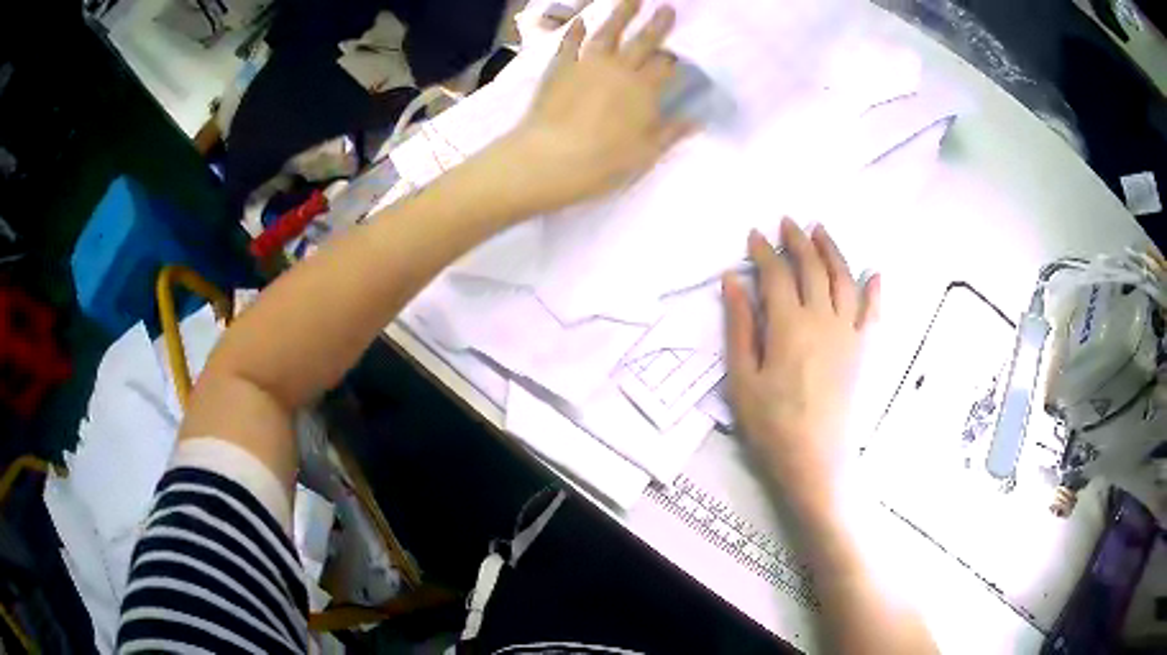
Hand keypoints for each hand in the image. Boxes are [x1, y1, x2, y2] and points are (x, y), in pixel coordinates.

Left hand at [504, 0, 692, 212]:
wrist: (549, 158)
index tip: (678, 57)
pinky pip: (571, 43)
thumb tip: (697, 121)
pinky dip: (576, 31)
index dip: (674, 60)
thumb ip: (671, 132)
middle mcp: (619, 69)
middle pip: (644, 41)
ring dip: (621, 14)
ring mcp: (588, 64)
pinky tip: (581, 21)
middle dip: (658, 24)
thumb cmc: (602, 161)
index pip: (665, 66)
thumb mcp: (645, 153)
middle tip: (668, 8)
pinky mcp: (561, 67)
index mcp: (644, 89)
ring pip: (609, 32)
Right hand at [723, 219, 879, 516]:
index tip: (754, 235)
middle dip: (798, 241)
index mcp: (789, 325)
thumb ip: (739, 325)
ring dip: (832, 251)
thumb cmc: (771, 422)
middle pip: (812, 268)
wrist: (814, 458)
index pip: (776, 275)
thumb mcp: (742, 377)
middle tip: (787, 222)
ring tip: (821, 231)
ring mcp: (848, 332)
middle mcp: (823, 318)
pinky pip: (874, 313)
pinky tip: (874, 274)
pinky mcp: (863, 350)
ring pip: (843, 279)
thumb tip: (733, 280)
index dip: (764, 251)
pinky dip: (875, 290)